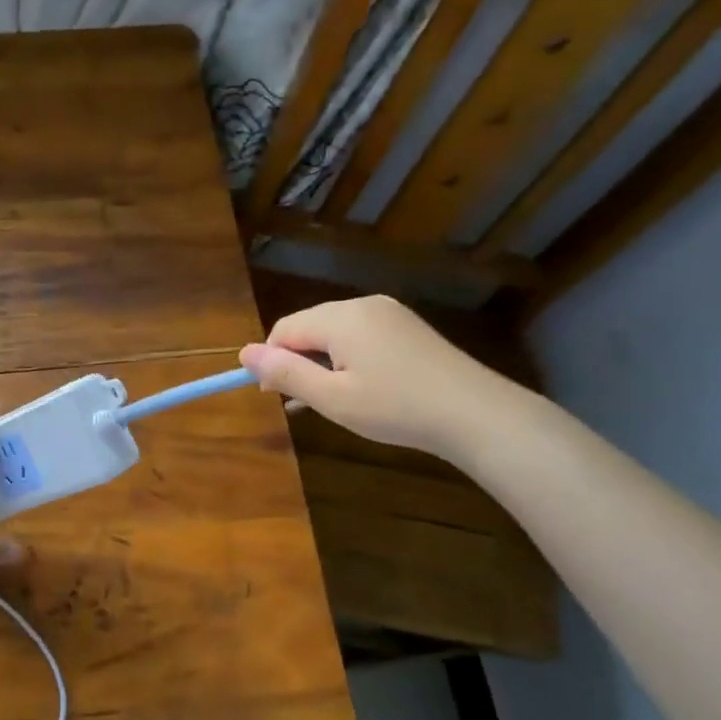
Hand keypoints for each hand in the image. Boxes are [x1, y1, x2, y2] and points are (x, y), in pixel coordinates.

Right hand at [239, 295, 519, 458]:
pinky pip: (361, 336)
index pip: (284, 329)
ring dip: (322, 363)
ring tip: (333, 401)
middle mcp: (363, 305)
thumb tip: (244, 353)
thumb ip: (286, 374)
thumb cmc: (396, 408)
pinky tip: (360, 388)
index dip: (271, 361)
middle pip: (309, 327)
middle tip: (304, 404)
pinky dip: (349, 359)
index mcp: (340, 318)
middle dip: (297, 361)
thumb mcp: (332, 398)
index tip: (275, 397)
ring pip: (335, 333)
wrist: (476, 414)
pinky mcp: (408, 328)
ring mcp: (389, 313)